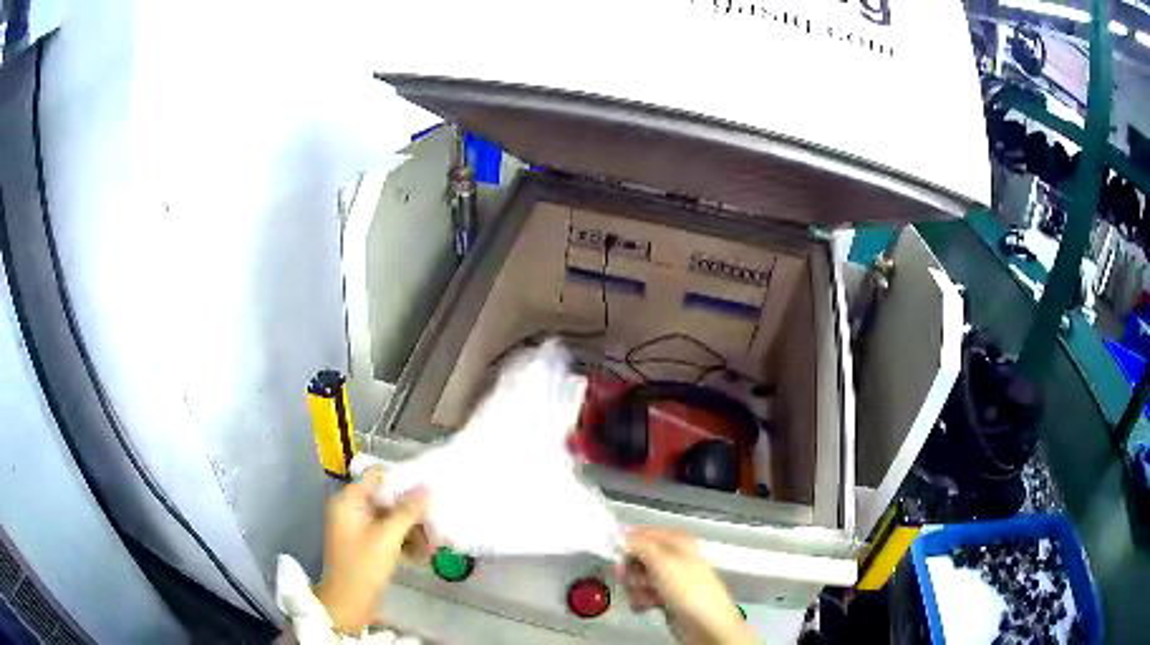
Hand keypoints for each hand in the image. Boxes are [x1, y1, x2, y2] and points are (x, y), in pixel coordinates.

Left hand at [315, 468, 431, 633]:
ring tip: (433, 545)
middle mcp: (350, 509)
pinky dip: (403, 541)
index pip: (376, 476)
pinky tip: (423, 555)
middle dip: (411, 511)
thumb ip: (407, 511)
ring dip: (411, 529)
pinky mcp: (365, 544)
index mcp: (348, 501)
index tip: (427, 488)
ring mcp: (357, 528)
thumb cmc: (364, 566)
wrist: (348, 603)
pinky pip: (387, 533)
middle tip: (435, 521)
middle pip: (385, 498)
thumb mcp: (388, 537)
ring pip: (389, 518)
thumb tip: (426, 486)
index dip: (401, 479)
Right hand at [623, 528, 754, 644]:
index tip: (616, 555)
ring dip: (636, 588)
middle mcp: (675, 557)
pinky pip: (645, 594)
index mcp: (678, 540)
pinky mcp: (668, 597)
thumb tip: (623, 537)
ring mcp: (672, 578)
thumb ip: (639, 545)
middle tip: (632, 579)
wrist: (705, 624)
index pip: (643, 533)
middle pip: (638, 558)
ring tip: (643, 596)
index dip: (627, 544)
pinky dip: (642, 599)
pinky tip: (646, 605)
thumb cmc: (692, 591)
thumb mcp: (662, 561)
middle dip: (631, 571)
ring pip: (640, 578)